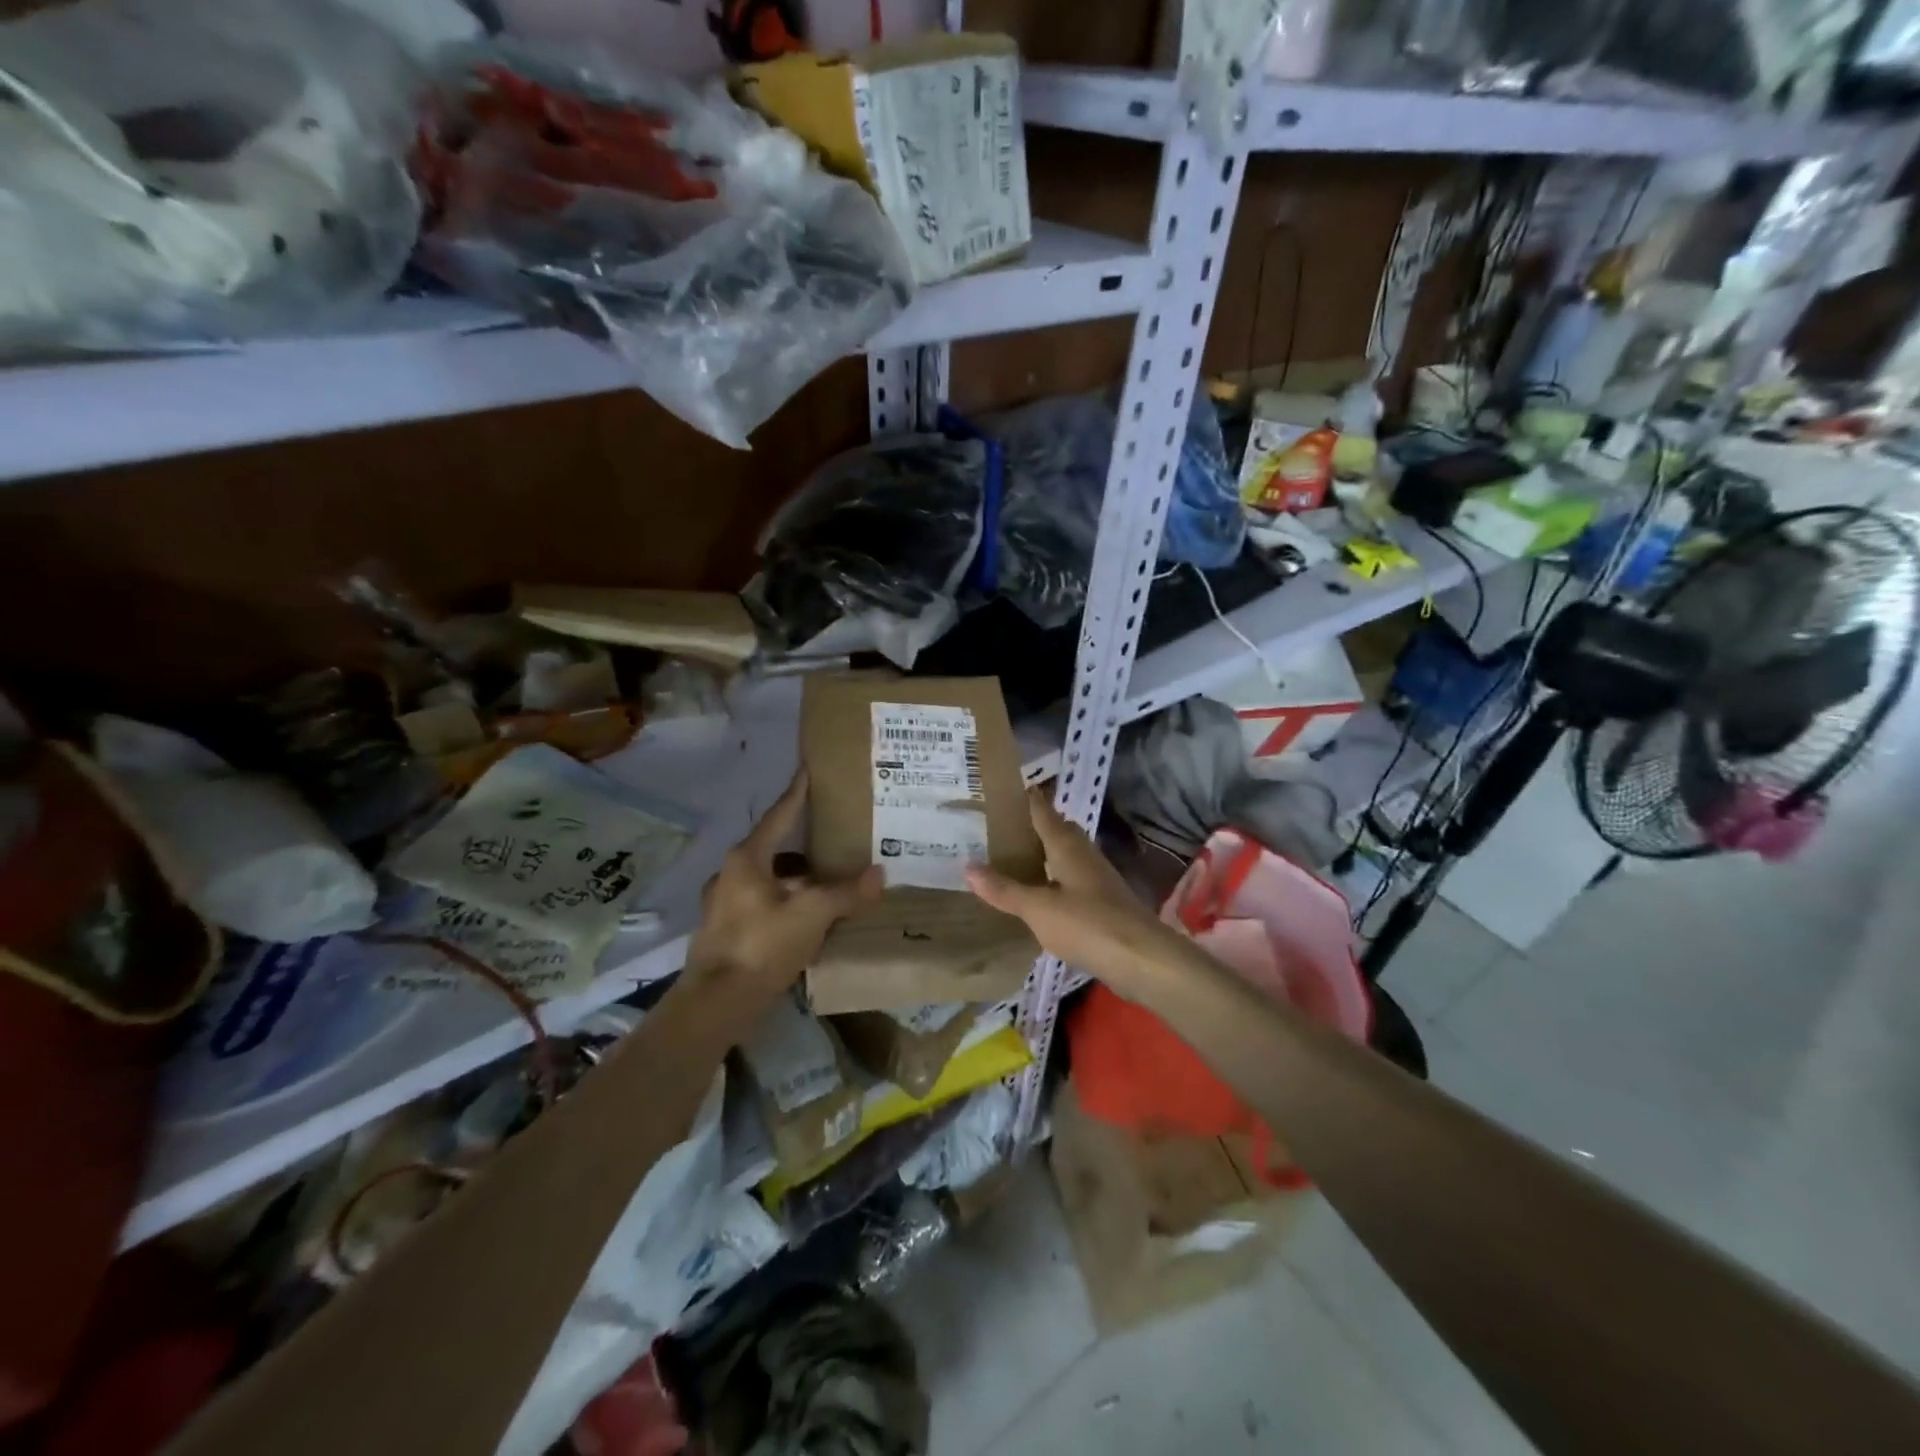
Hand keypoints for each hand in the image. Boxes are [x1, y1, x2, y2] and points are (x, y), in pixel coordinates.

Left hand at [684, 770, 881, 1017]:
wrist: (716, 1004)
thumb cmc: (761, 946)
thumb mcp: (812, 915)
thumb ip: (846, 893)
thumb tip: (879, 873)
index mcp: (747, 859)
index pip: (778, 816)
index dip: (797, 794)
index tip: (807, 772)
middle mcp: (730, 874)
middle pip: (773, 849)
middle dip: (803, 845)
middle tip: (833, 838)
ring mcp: (724, 904)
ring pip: (768, 879)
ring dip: (795, 879)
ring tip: (827, 883)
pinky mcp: (725, 931)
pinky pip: (762, 904)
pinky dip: (785, 903)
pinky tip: (807, 919)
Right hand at [965, 787, 1183, 988]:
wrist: (1142, 959)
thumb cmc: (1088, 924)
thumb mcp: (1038, 908)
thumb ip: (1005, 889)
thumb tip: (968, 866)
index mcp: (1067, 847)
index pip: (1043, 812)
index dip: (1027, 799)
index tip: (1006, 789)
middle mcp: (1084, 855)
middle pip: (1058, 831)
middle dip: (1035, 826)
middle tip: (1002, 828)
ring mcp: (1097, 879)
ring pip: (1067, 856)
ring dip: (1045, 854)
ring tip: (1015, 860)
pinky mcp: (1104, 903)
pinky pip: (1072, 880)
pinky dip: (1054, 880)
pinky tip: (1041, 896)